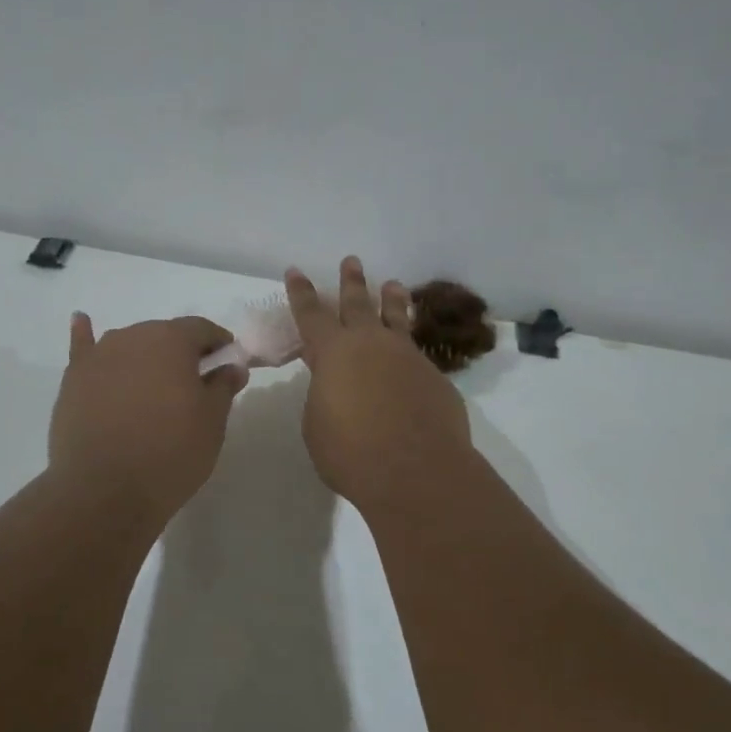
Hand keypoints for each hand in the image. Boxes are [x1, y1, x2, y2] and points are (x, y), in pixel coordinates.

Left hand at [49, 314, 247, 522]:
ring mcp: (98, 356)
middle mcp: (133, 337)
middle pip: (164, 335)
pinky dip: (85, 335)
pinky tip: (82, 321)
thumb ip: (223, 386)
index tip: (228, 360)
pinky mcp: (73, 380)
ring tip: (153, 381)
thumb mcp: (212, 422)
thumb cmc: (170, 453)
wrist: (104, 491)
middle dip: (181, 352)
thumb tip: (232, 365)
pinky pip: (82, 348)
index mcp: (172, 340)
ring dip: (145, 355)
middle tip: (194, 382)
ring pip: (129, 345)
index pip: (202, 328)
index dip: (218, 342)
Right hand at [287, 258, 473, 510]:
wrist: (416, 470)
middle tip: (351, 261)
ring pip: (396, 318)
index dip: (301, 292)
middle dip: (352, 282)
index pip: (311, 314)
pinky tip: (411, 355)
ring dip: (391, 299)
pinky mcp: (434, 377)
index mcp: (333, 352)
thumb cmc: (351, 452)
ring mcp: (407, 357)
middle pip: (358, 304)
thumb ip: (324, 395)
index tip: (296, 271)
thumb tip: (338, 386)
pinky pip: (417, 353)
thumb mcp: (318, 423)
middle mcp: (371, 344)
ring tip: (393, 284)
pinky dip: (409, 347)